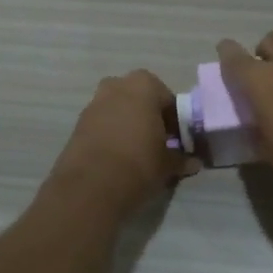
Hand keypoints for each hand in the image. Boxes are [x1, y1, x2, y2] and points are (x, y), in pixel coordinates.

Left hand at [49, 69, 194, 215]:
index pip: (168, 99)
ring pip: (119, 110)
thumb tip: (194, 162)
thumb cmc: (139, 163)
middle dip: (149, 117)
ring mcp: (94, 103)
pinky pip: (102, 123)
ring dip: (128, 124)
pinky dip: (111, 134)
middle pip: (140, 99)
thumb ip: (181, 159)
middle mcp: (117, 86)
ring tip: (137, 152)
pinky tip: (117, 157)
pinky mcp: (78, 123)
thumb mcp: (168, 164)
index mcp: (144, 85)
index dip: (175, 121)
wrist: (90, 187)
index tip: (178, 141)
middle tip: (158, 142)